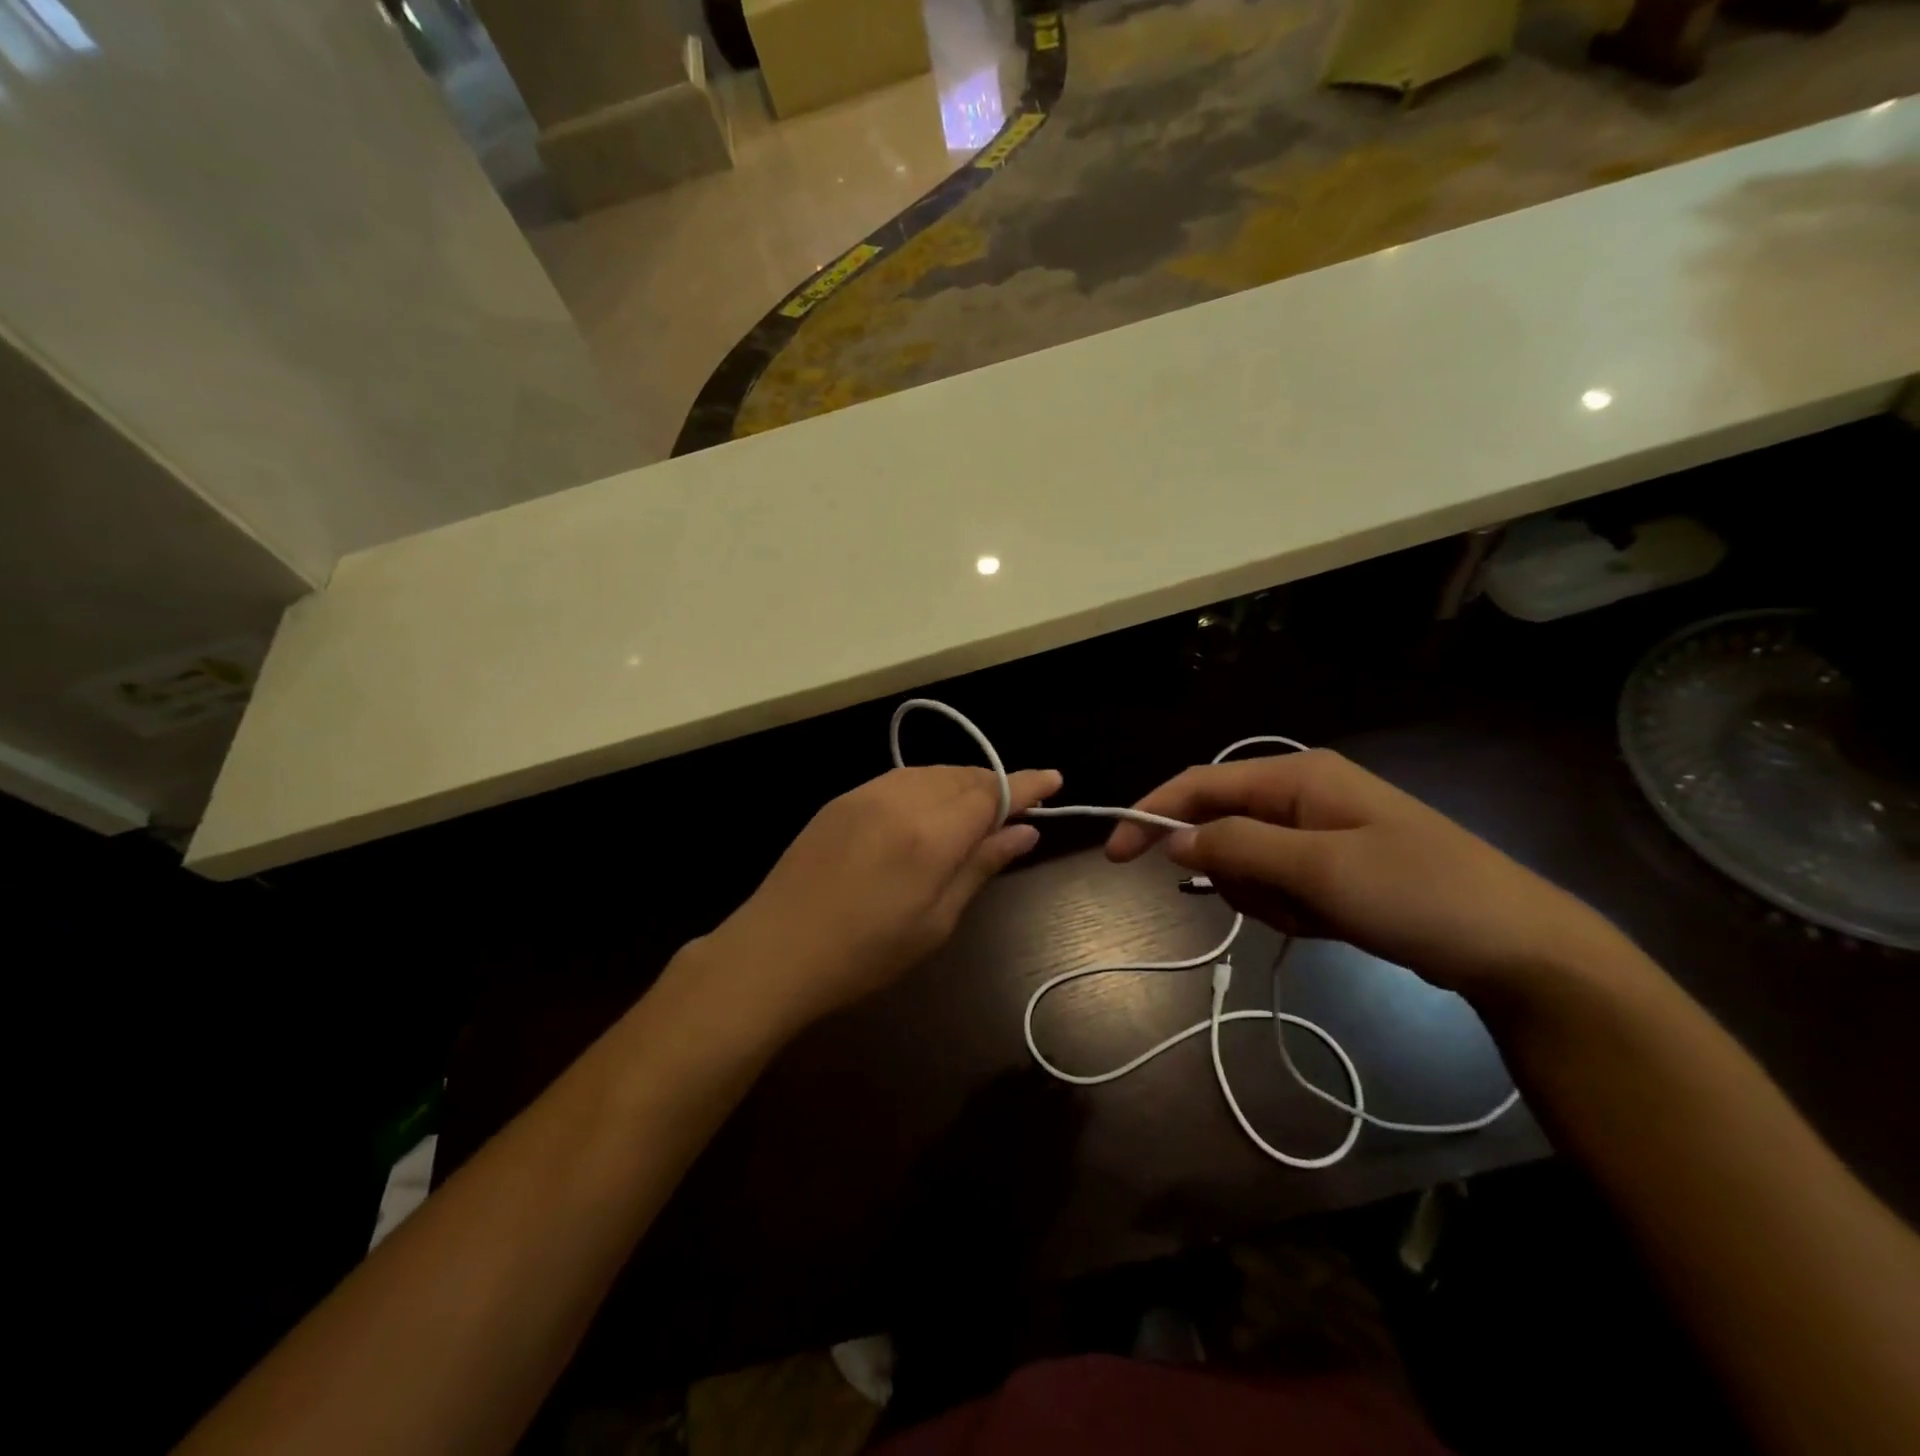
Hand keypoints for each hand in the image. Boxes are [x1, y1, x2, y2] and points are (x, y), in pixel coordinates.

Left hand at [703, 765, 1061, 1032]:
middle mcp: (901, 799)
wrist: (774, 950)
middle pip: (964, 776)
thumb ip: (980, 867)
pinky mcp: (842, 800)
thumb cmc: (864, 954)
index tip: (1054, 779)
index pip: (993, 793)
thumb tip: (1024, 833)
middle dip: (996, 785)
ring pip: (931, 773)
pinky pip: (899, 779)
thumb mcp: (935, 922)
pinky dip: (927, 786)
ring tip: (978, 810)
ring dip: (962, 783)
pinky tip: (929, 810)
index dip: (1027, 784)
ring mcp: (866, 794)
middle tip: (1018, 809)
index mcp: (931, 834)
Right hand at [1104, 750, 1632, 997]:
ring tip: (1316, 916)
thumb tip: (1173, 840)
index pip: (1201, 784)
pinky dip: (1287, 909)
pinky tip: (1327, 923)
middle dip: (1234, 872)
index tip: (1114, 857)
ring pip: (1246, 863)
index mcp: (1298, 776)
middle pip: (1222, 827)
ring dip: (1264, 897)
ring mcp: (1319, 833)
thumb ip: (1238, 847)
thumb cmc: (1418, 893)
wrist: (1517, 948)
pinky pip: (1277, 885)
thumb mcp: (1320, 869)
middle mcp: (1302, 795)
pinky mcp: (1331, 869)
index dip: (1152, 814)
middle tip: (1279, 903)